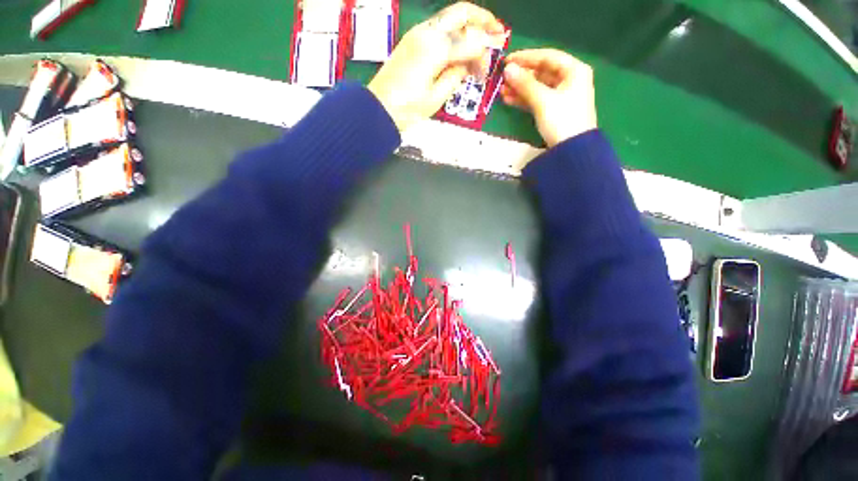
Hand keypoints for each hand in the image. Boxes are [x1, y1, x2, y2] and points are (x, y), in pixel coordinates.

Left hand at [368, 2, 505, 131]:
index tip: (486, 72)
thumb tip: (466, 65)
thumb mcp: (436, 97)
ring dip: (469, 29)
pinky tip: (460, 52)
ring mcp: (417, 35)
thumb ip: (455, 76)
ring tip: (479, 49)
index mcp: (435, 48)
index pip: (470, 40)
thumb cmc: (407, 109)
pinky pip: (439, 30)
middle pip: (462, 13)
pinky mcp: (412, 41)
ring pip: (450, 19)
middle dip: (483, 21)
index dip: (484, 53)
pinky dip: (454, 36)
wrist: (378, 110)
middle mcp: (427, 33)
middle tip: (498, 33)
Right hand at [501, 49, 597, 146]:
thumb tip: (507, 69)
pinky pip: (537, 100)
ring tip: (501, 91)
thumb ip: (524, 84)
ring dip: (519, 89)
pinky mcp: (554, 111)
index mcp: (574, 71)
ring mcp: (561, 96)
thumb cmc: (562, 120)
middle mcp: (569, 80)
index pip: (547, 57)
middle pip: (541, 72)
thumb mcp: (543, 100)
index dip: (526, 57)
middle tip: (502, 78)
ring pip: (537, 87)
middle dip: (521, 76)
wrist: (572, 150)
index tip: (507, 61)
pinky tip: (509, 100)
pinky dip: (524, 99)